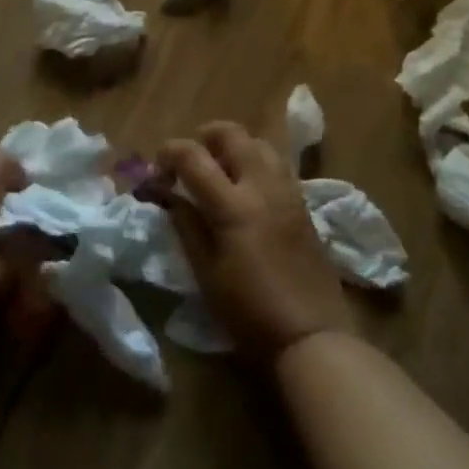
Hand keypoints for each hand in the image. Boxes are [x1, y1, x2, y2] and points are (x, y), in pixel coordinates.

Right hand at [155, 121, 355, 363]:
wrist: (311, 334)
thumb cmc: (249, 311)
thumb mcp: (206, 272)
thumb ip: (186, 226)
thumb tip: (169, 195)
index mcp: (233, 206)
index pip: (193, 156)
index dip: (169, 152)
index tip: (158, 168)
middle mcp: (262, 187)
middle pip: (232, 134)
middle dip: (205, 136)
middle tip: (190, 158)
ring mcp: (287, 191)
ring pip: (259, 142)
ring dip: (234, 145)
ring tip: (220, 168)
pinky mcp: (303, 203)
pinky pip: (276, 163)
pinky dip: (256, 160)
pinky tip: (247, 186)